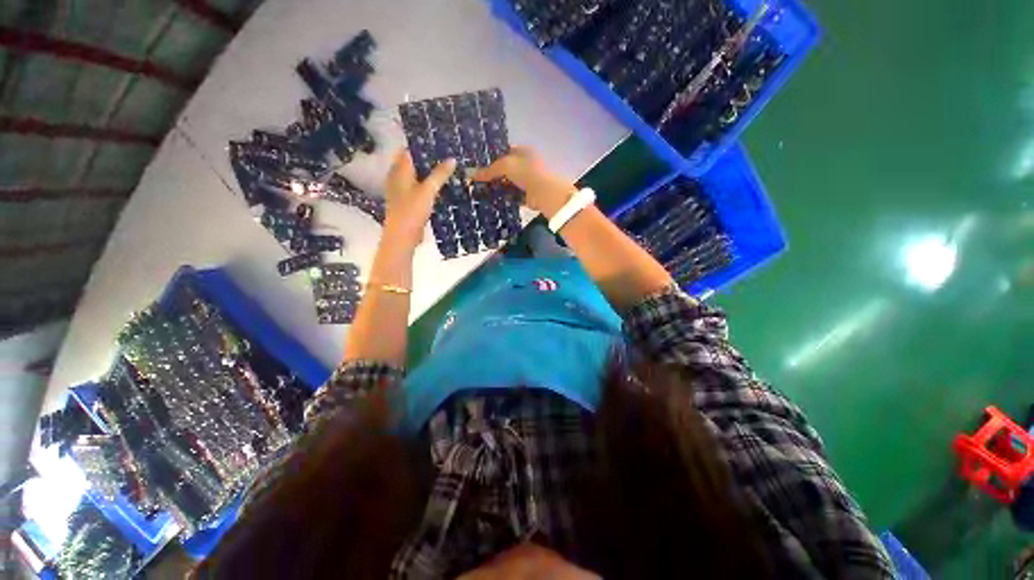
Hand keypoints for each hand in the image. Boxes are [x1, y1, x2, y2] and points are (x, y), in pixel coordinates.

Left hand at [383, 149, 456, 250]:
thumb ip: (440, 174)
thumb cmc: (412, 210)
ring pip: (417, 176)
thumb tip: (452, 159)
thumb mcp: (428, 190)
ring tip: (447, 169)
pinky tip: (440, 187)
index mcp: (399, 170)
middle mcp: (398, 177)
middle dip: (428, 159)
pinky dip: (429, 186)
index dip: (422, 145)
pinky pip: (419, 188)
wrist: (403, 236)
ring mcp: (402, 191)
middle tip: (447, 154)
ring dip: (429, 173)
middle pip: (413, 163)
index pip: (409, 150)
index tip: (439, 142)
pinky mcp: (408, 202)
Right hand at [472, 146, 577, 218]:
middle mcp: (527, 165)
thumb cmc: (526, 172)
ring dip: (499, 188)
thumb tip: (471, 174)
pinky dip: (506, 198)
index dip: (493, 157)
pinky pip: (514, 196)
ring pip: (510, 184)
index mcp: (524, 152)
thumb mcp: (505, 166)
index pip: (505, 152)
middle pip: (507, 170)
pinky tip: (494, 201)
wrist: (544, 193)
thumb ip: (489, 170)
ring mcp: (529, 181)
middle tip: (478, 181)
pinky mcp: (528, 196)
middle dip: (494, 175)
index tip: (479, 165)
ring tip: (483, 192)